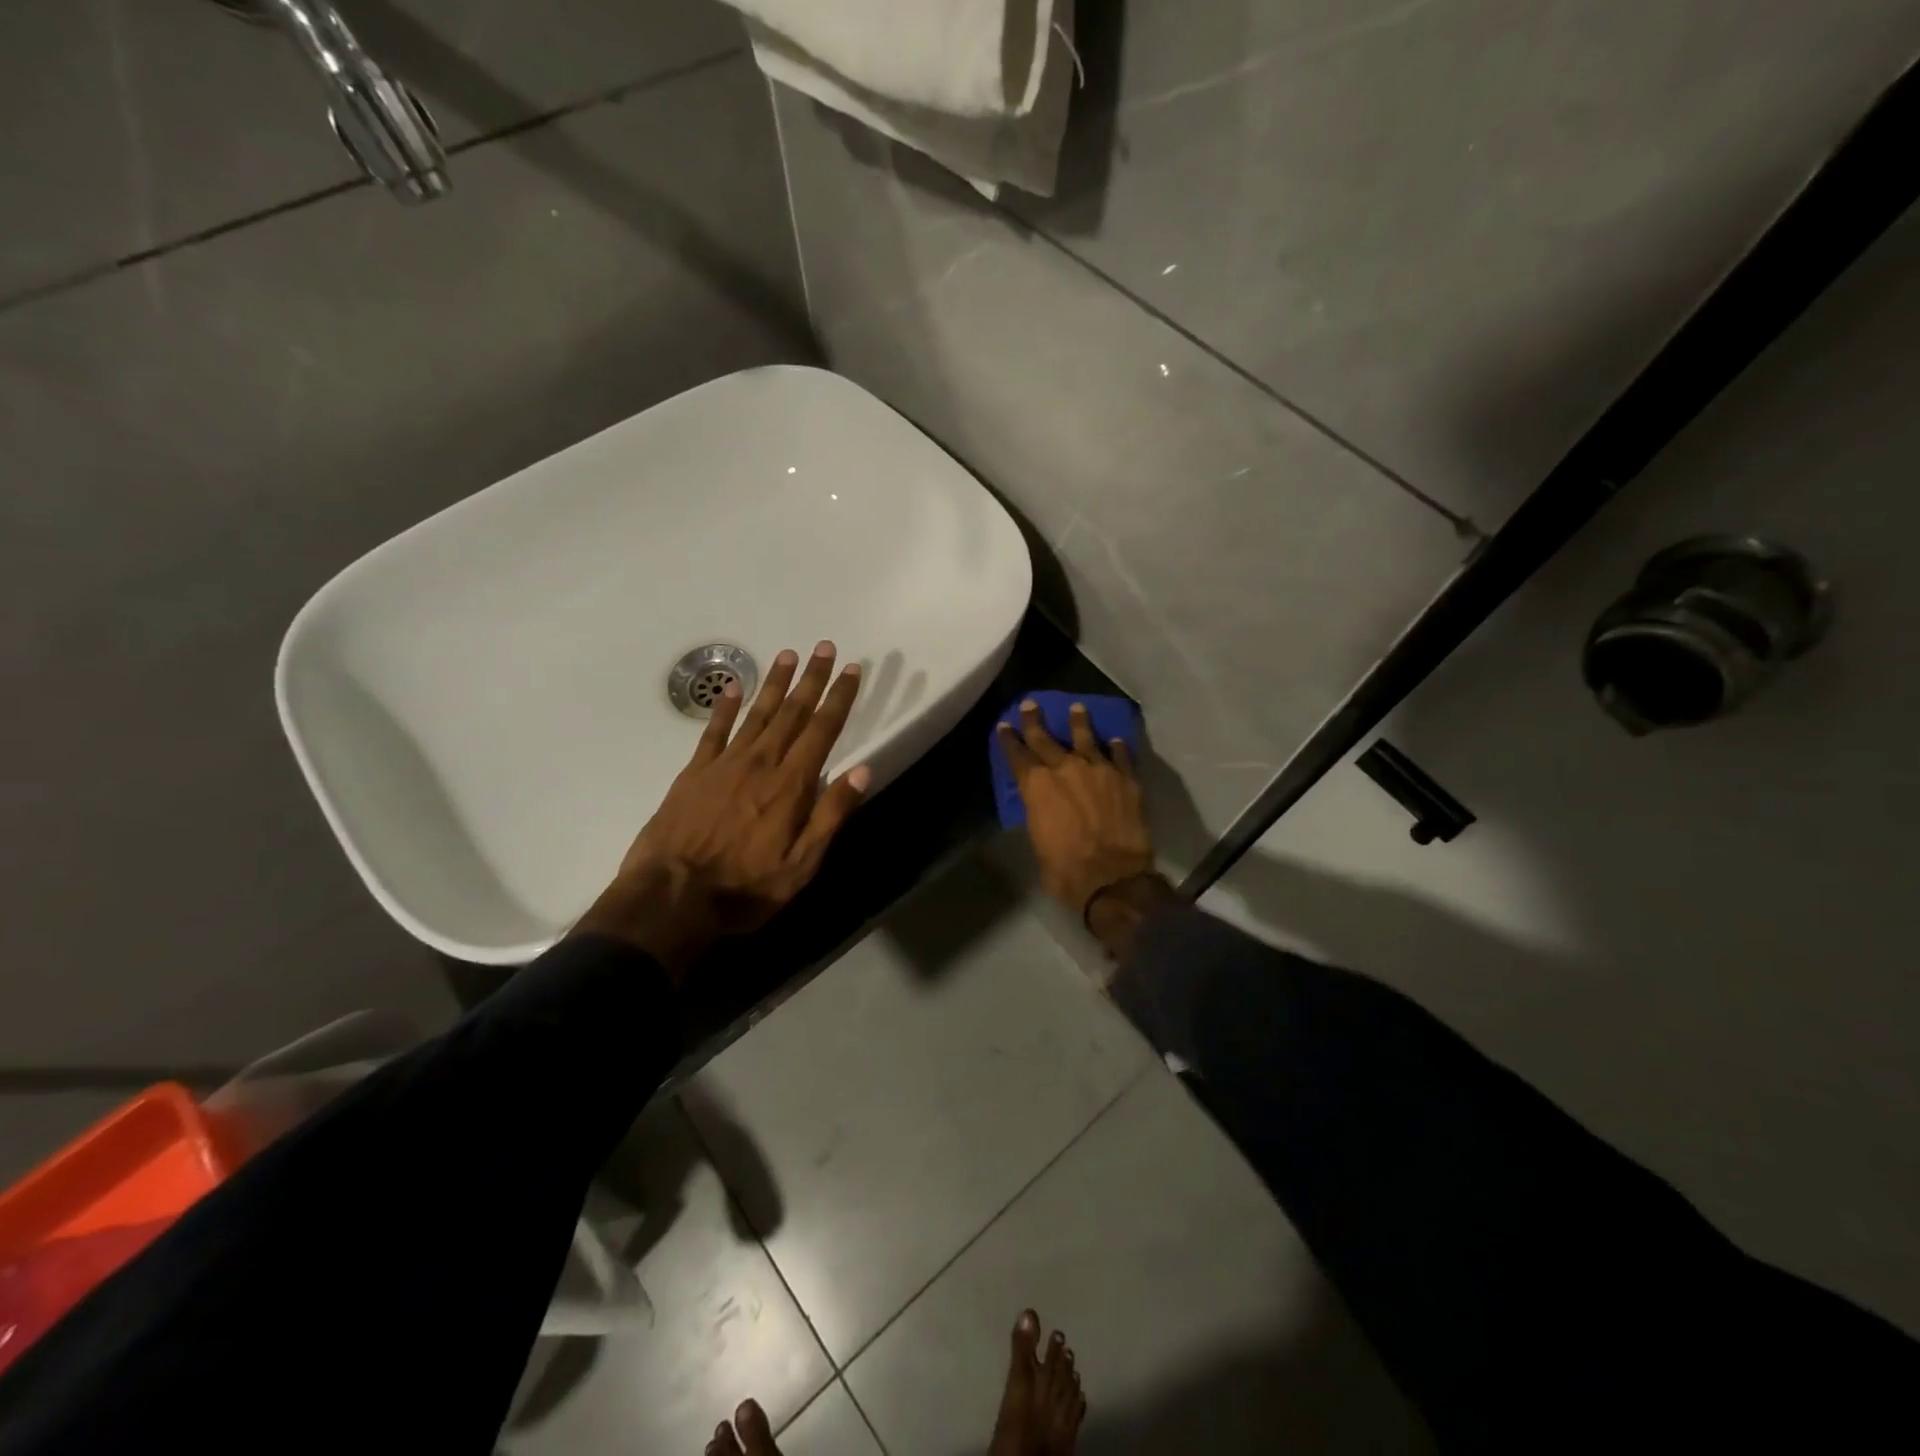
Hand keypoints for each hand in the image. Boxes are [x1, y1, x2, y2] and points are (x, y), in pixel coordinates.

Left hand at [576, 641, 869, 976]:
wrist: (670, 896)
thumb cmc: (744, 888)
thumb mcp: (800, 865)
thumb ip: (830, 816)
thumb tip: (862, 771)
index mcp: (791, 785)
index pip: (822, 731)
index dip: (839, 698)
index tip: (851, 669)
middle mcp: (761, 763)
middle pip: (792, 712)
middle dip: (812, 679)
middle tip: (824, 647)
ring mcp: (725, 764)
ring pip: (757, 713)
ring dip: (775, 683)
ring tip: (788, 655)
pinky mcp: (694, 772)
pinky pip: (714, 730)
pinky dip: (724, 707)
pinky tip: (732, 687)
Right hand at [997, 701, 1154, 919]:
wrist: (1113, 877)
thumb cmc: (1066, 870)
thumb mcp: (1038, 842)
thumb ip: (1039, 815)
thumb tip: (1042, 809)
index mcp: (1037, 786)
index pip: (1018, 756)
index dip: (1009, 740)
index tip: (1005, 726)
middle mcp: (1066, 769)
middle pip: (1047, 739)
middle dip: (1035, 721)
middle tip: (1031, 704)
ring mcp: (1099, 770)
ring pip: (1086, 738)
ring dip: (1079, 722)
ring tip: (1077, 708)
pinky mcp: (1126, 779)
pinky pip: (1121, 756)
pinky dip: (1117, 747)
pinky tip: (1116, 740)